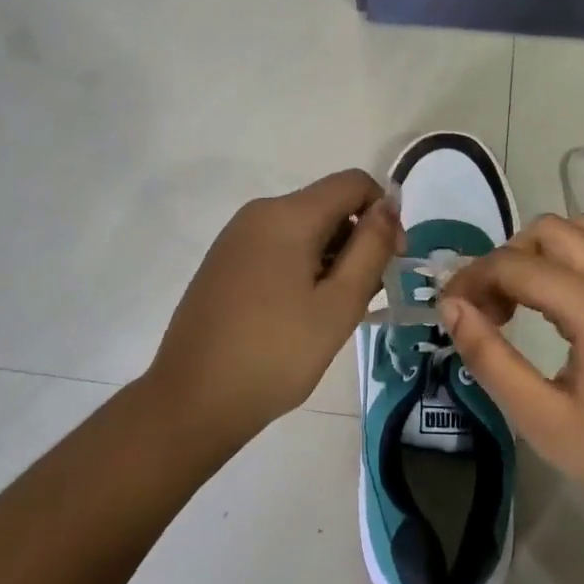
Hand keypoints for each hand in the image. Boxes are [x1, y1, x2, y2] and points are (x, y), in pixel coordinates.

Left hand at [145, 170, 400, 436]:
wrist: (192, 401)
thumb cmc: (275, 354)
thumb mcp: (339, 305)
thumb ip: (370, 248)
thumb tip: (389, 204)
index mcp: (287, 215)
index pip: (353, 183)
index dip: (384, 213)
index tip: (391, 262)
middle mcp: (259, 213)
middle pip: (328, 206)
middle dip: (357, 242)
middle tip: (364, 300)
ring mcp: (236, 237)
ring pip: (303, 229)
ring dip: (331, 259)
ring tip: (332, 315)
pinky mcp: (224, 261)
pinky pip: (277, 247)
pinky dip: (302, 268)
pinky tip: (300, 315)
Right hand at [440, 210, 583, 549]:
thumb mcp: (542, 420)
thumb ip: (489, 356)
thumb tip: (451, 306)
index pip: (515, 265)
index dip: (472, 279)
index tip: (448, 309)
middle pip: (551, 230)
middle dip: (508, 259)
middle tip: (489, 309)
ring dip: (550, 246)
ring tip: (529, 293)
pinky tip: (571, 302)